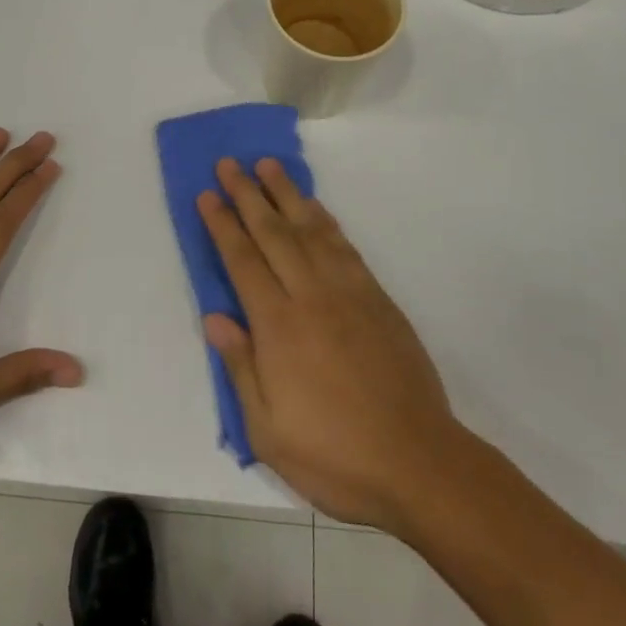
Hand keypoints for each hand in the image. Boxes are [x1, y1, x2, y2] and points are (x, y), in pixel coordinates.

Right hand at [199, 158, 460, 530]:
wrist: (418, 462)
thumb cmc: (334, 454)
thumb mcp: (268, 430)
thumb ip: (240, 367)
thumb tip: (214, 317)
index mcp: (279, 326)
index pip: (242, 261)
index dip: (222, 224)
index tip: (207, 195)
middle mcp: (311, 296)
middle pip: (273, 233)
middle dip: (247, 195)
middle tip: (229, 163)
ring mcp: (348, 292)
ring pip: (310, 229)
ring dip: (286, 193)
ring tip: (268, 165)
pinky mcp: (377, 297)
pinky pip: (344, 245)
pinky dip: (325, 219)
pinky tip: (314, 208)